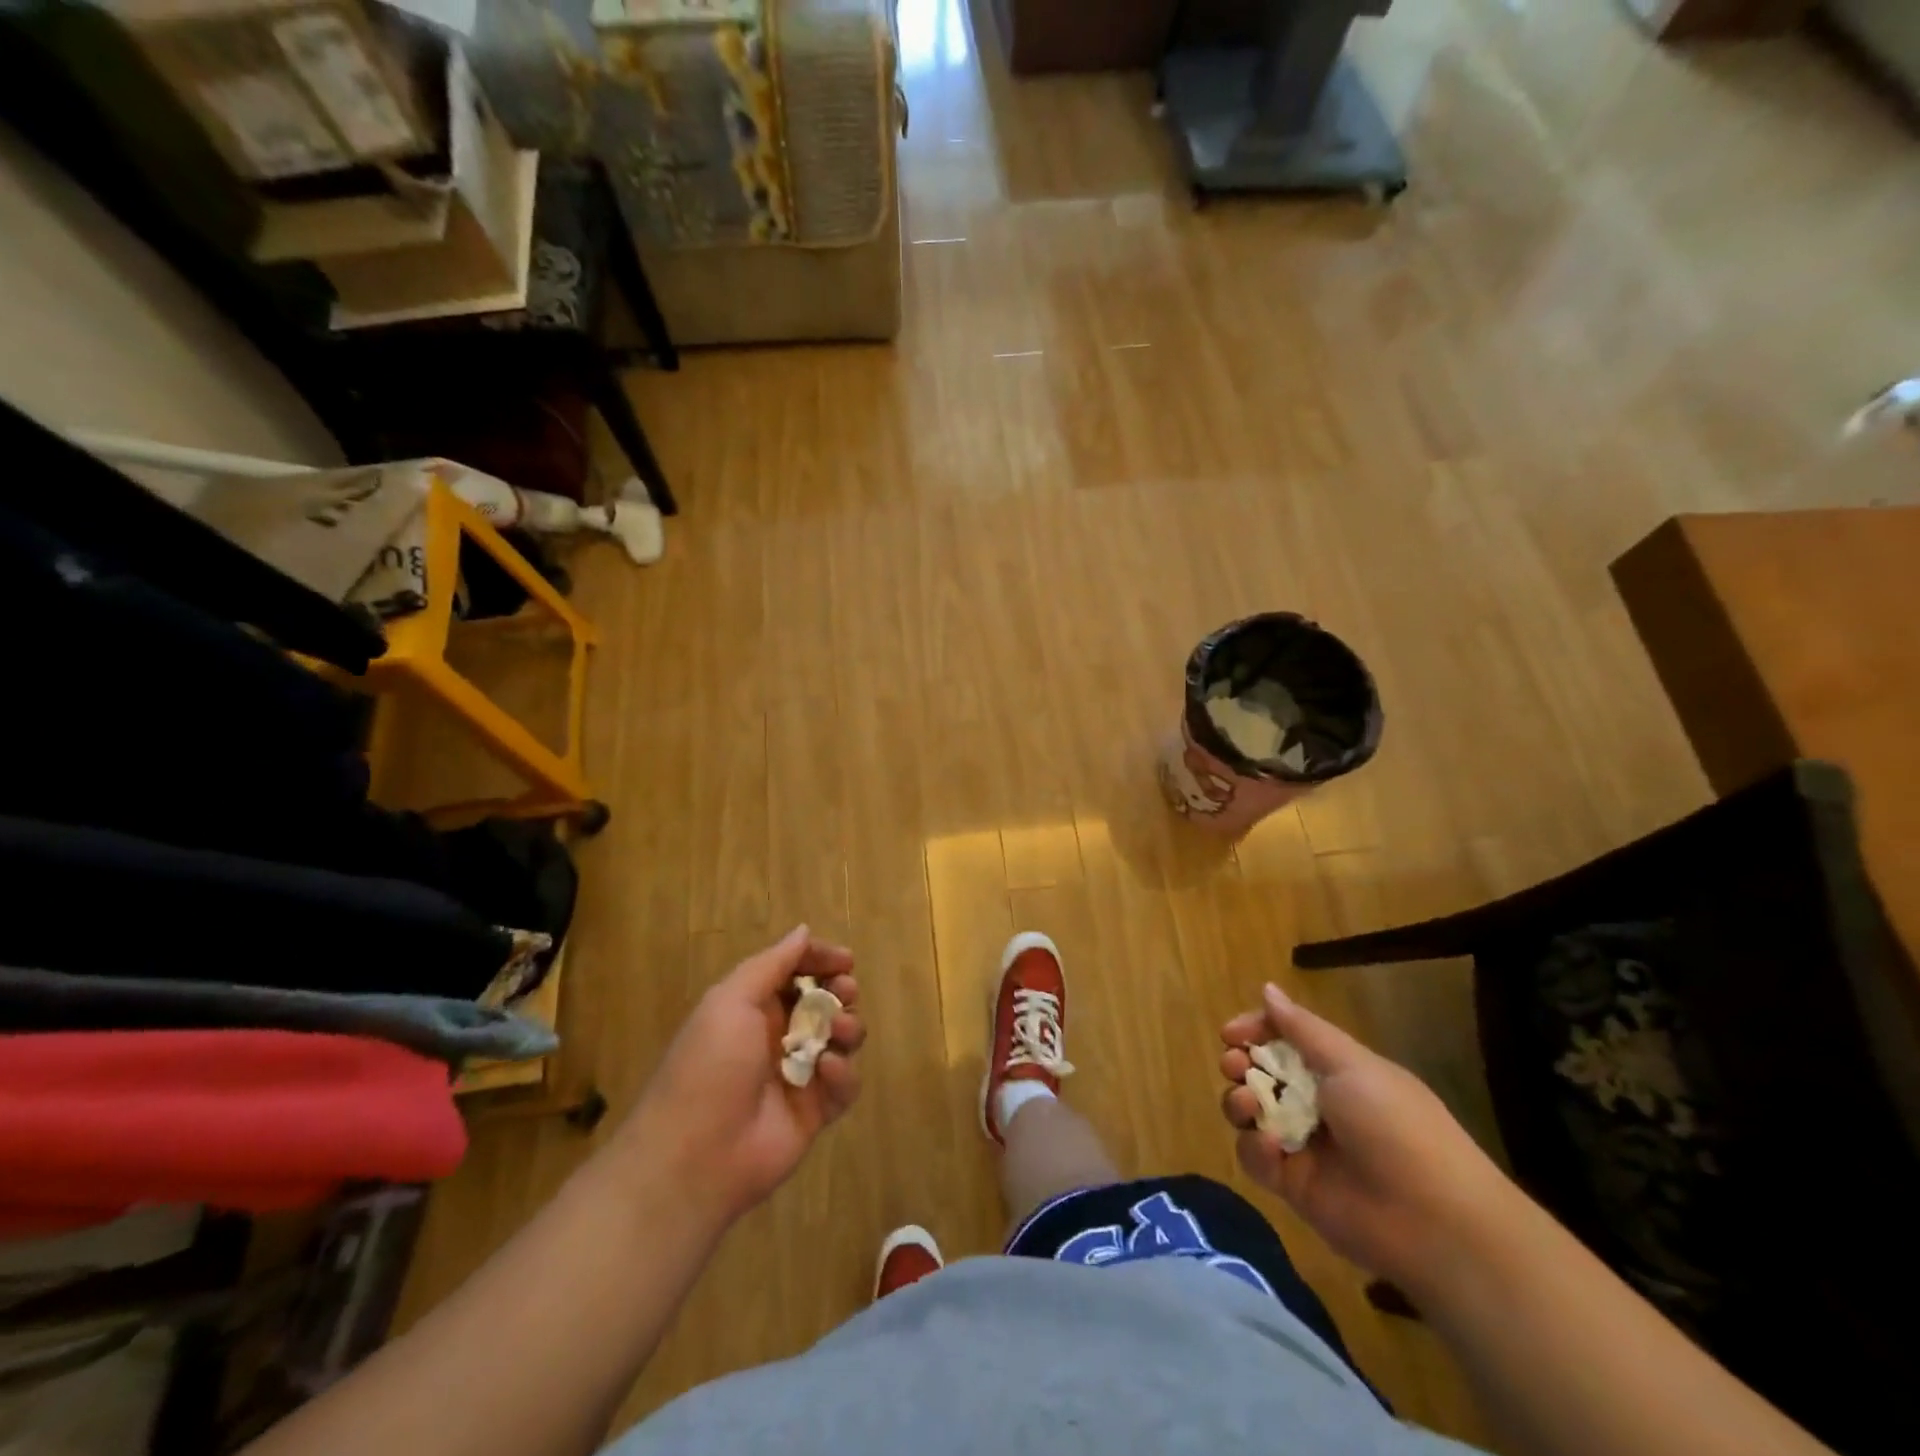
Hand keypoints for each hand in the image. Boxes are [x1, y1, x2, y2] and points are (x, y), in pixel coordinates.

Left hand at [620, 925, 864, 1225]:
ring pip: (842, 1039)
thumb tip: (802, 931)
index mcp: (754, 1007)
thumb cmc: (710, 1066)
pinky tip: (826, 1072)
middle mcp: (779, 1036)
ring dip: (847, 1027)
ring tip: (836, 1032)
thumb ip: (772, 963)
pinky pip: (844, 1084)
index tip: (845, 960)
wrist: (695, 1157)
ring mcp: (799, 1074)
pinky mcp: (815, 1111)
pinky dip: (842, 1074)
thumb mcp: (731, 1000)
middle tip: (845, 991)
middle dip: (841, 991)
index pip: (796, 972)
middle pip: (825, 1001)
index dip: (821, 961)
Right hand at [1219, 983, 1514, 1290]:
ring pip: (1251, 1112)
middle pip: (1261, 1074)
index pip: (1284, 1040)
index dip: (1255, 1031)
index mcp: (1337, 1071)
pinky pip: (1256, 1158)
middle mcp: (1317, 1104)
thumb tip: (1267, 988)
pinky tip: (1271, 1148)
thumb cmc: (1395, 1126)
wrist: (1434, 1223)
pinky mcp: (1293, 1185)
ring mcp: (1304, 1145)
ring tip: (1246, 1102)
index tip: (1230, 1033)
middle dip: (1239, 1064)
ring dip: (1238, 1100)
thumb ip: (1301, 1028)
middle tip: (1234, 1065)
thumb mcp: (1351, 1064)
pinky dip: (1255, 1148)